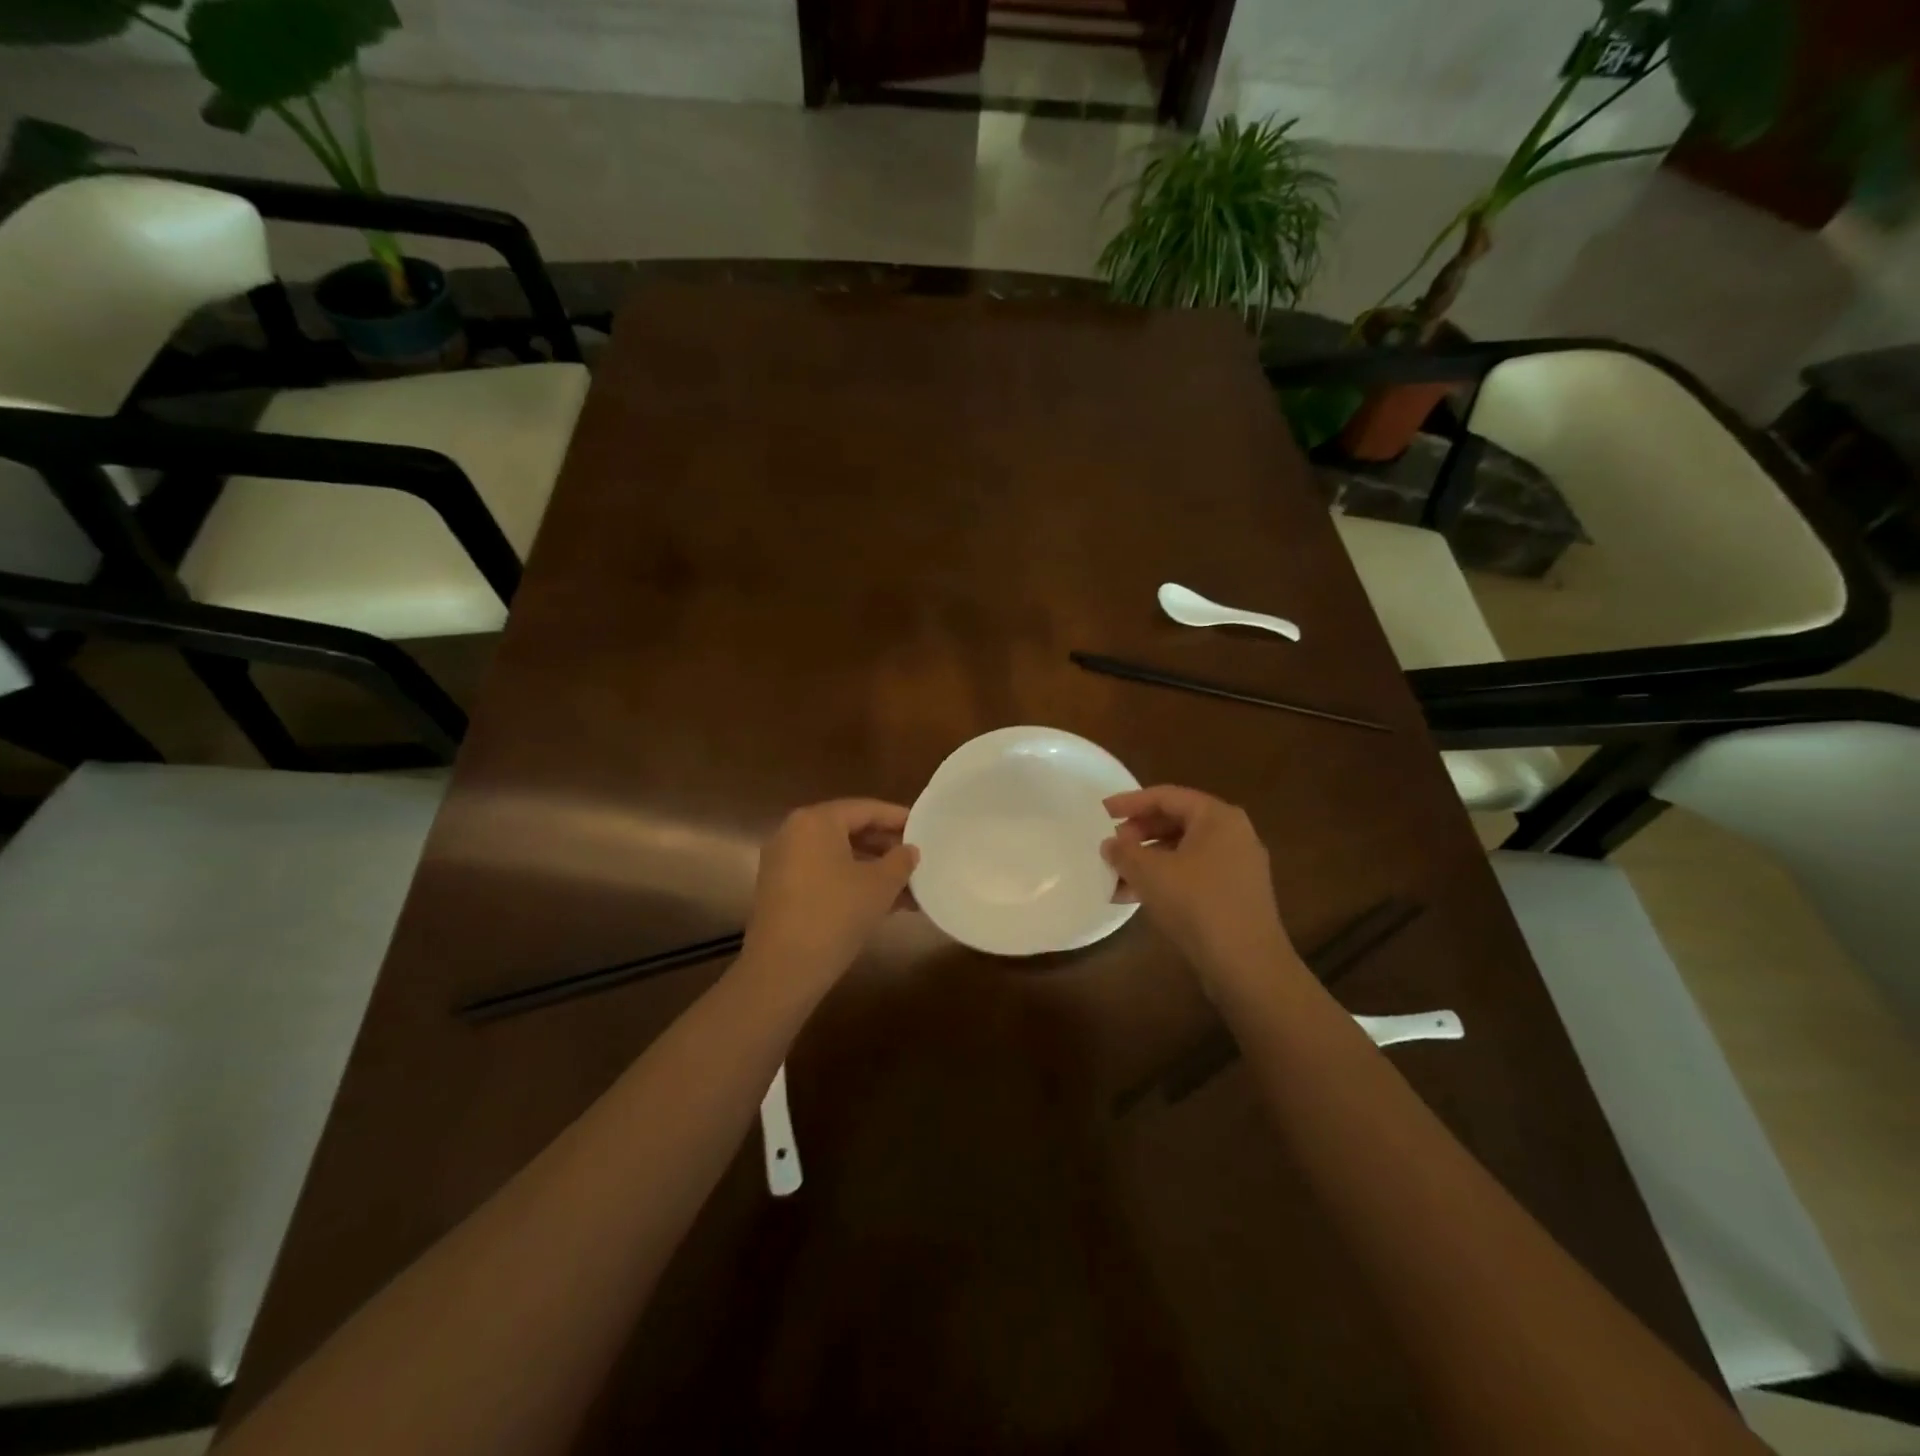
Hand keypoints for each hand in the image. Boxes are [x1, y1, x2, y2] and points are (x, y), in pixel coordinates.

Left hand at [741, 799, 918, 995]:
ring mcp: (783, 863)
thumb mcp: (880, 885)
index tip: (925, 828)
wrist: (784, 969)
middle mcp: (794, 833)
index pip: (865, 809)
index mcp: (816, 821)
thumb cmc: (836, 914)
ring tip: (908, 887)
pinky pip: (824, 875)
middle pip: (849, 830)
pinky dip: (851, 883)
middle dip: (886, 847)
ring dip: (873, 869)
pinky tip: (883, 904)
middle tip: (917, 858)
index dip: (898, 818)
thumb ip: (901, 861)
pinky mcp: (781, 891)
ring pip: (838, 857)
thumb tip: (909, 850)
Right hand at [1103, 786, 1301, 1002]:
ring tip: (1116, 877)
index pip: (1167, 796)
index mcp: (1218, 817)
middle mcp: (1233, 834)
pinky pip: (1193, 875)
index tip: (1102, 812)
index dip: (1131, 802)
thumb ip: (1124, 852)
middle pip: (1177, 822)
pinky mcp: (1235, 895)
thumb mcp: (1150, 873)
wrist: (1247, 965)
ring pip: (1183, 852)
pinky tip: (1136, 898)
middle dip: (1139, 834)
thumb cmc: (1197, 904)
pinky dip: (1165, 880)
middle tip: (1112, 846)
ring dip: (1147, 861)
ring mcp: (1238, 866)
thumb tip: (1110, 844)